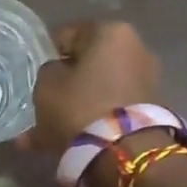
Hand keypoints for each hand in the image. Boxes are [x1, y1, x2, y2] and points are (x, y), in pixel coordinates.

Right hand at [21, 21, 161, 154]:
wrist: (125, 154)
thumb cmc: (80, 106)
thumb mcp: (46, 85)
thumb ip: (49, 71)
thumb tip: (59, 74)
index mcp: (111, 32)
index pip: (68, 35)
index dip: (48, 54)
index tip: (35, 74)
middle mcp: (136, 49)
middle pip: (88, 64)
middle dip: (67, 83)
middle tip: (44, 102)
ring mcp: (147, 81)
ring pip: (98, 90)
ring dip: (77, 105)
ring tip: (49, 131)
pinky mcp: (151, 111)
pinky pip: (111, 109)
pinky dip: (92, 120)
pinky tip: (65, 141)